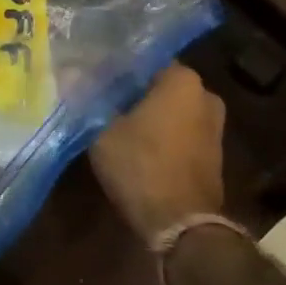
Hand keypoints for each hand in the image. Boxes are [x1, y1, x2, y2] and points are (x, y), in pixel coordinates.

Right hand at [90, 65, 226, 243]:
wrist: (181, 223)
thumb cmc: (141, 166)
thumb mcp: (102, 132)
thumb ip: (91, 101)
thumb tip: (71, 73)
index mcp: (183, 80)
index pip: (146, 61)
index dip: (119, 71)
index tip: (96, 80)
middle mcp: (206, 96)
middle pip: (161, 87)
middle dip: (135, 95)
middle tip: (102, 104)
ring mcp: (214, 127)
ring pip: (172, 112)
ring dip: (149, 118)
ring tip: (116, 127)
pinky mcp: (213, 154)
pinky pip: (181, 134)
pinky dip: (162, 138)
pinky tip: (137, 149)